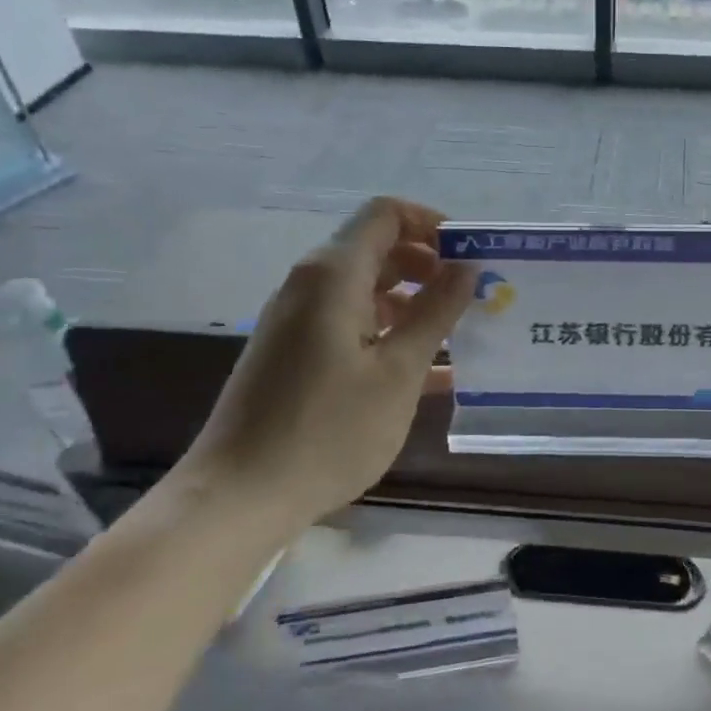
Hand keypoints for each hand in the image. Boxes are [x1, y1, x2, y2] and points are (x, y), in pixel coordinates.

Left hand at [176, 197, 472, 537]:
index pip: (386, 214)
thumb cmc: (328, 431)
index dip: (432, 224)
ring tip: (456, 334)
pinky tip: (426, 370)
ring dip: (412, 301)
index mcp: (333, 275)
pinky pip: (349, 322)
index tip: (470, 257)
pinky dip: (388, 330)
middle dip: (428, 264)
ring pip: (365, 288)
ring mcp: (297, 320)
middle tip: (471, 297)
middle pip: (377, 248)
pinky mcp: (293, 352)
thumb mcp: (398, 371)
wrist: (239, 496)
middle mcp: (310, 284)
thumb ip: (436, 312)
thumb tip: (466, 266)